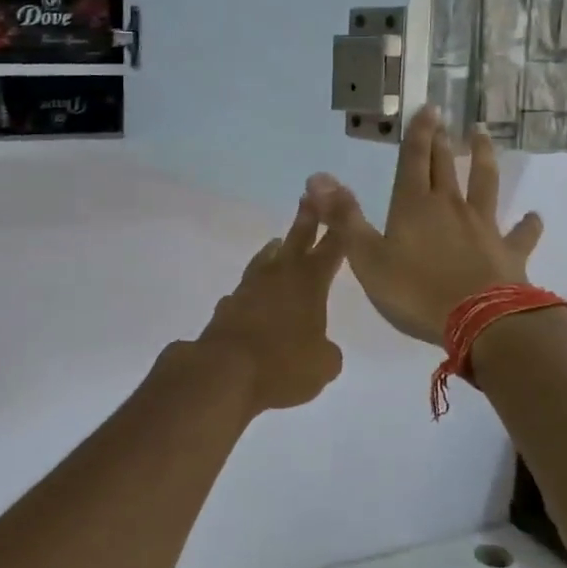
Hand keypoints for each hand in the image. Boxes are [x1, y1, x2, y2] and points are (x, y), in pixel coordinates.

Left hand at [195, 199, 347, 412]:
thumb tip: (323, 349)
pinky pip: (245, 289)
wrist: (224, 371)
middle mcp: (279, 277)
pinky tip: (252, 294)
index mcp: (309, 283)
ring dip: (275, 249)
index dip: (339, 230)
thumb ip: (327, 352)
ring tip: (278, 241)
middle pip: (296, 240)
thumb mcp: (322, 366)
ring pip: (265, 260)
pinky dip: (253, 288)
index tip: (343, 206)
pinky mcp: (227, 306)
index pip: (330, 250)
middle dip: (307, 218)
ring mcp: (249, 288)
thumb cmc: (283, 364)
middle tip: (310, 196)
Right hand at [304, 108, 542, 345]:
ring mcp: (483, 227)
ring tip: (484, 137)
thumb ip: (344, 217)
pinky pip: (521, 234)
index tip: (427, 107)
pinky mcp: (509, 253)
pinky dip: (528, 224)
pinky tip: (535, 216)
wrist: (480, 322)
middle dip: (442, 140)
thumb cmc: (415, 291)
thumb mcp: (367, 257)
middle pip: (445, 166)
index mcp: (414, 206)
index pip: (414, 160)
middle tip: (445, 118)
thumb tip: (317, 177)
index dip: (418, 134)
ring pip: (484, 184)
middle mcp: (450, 207)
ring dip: (484, 159)